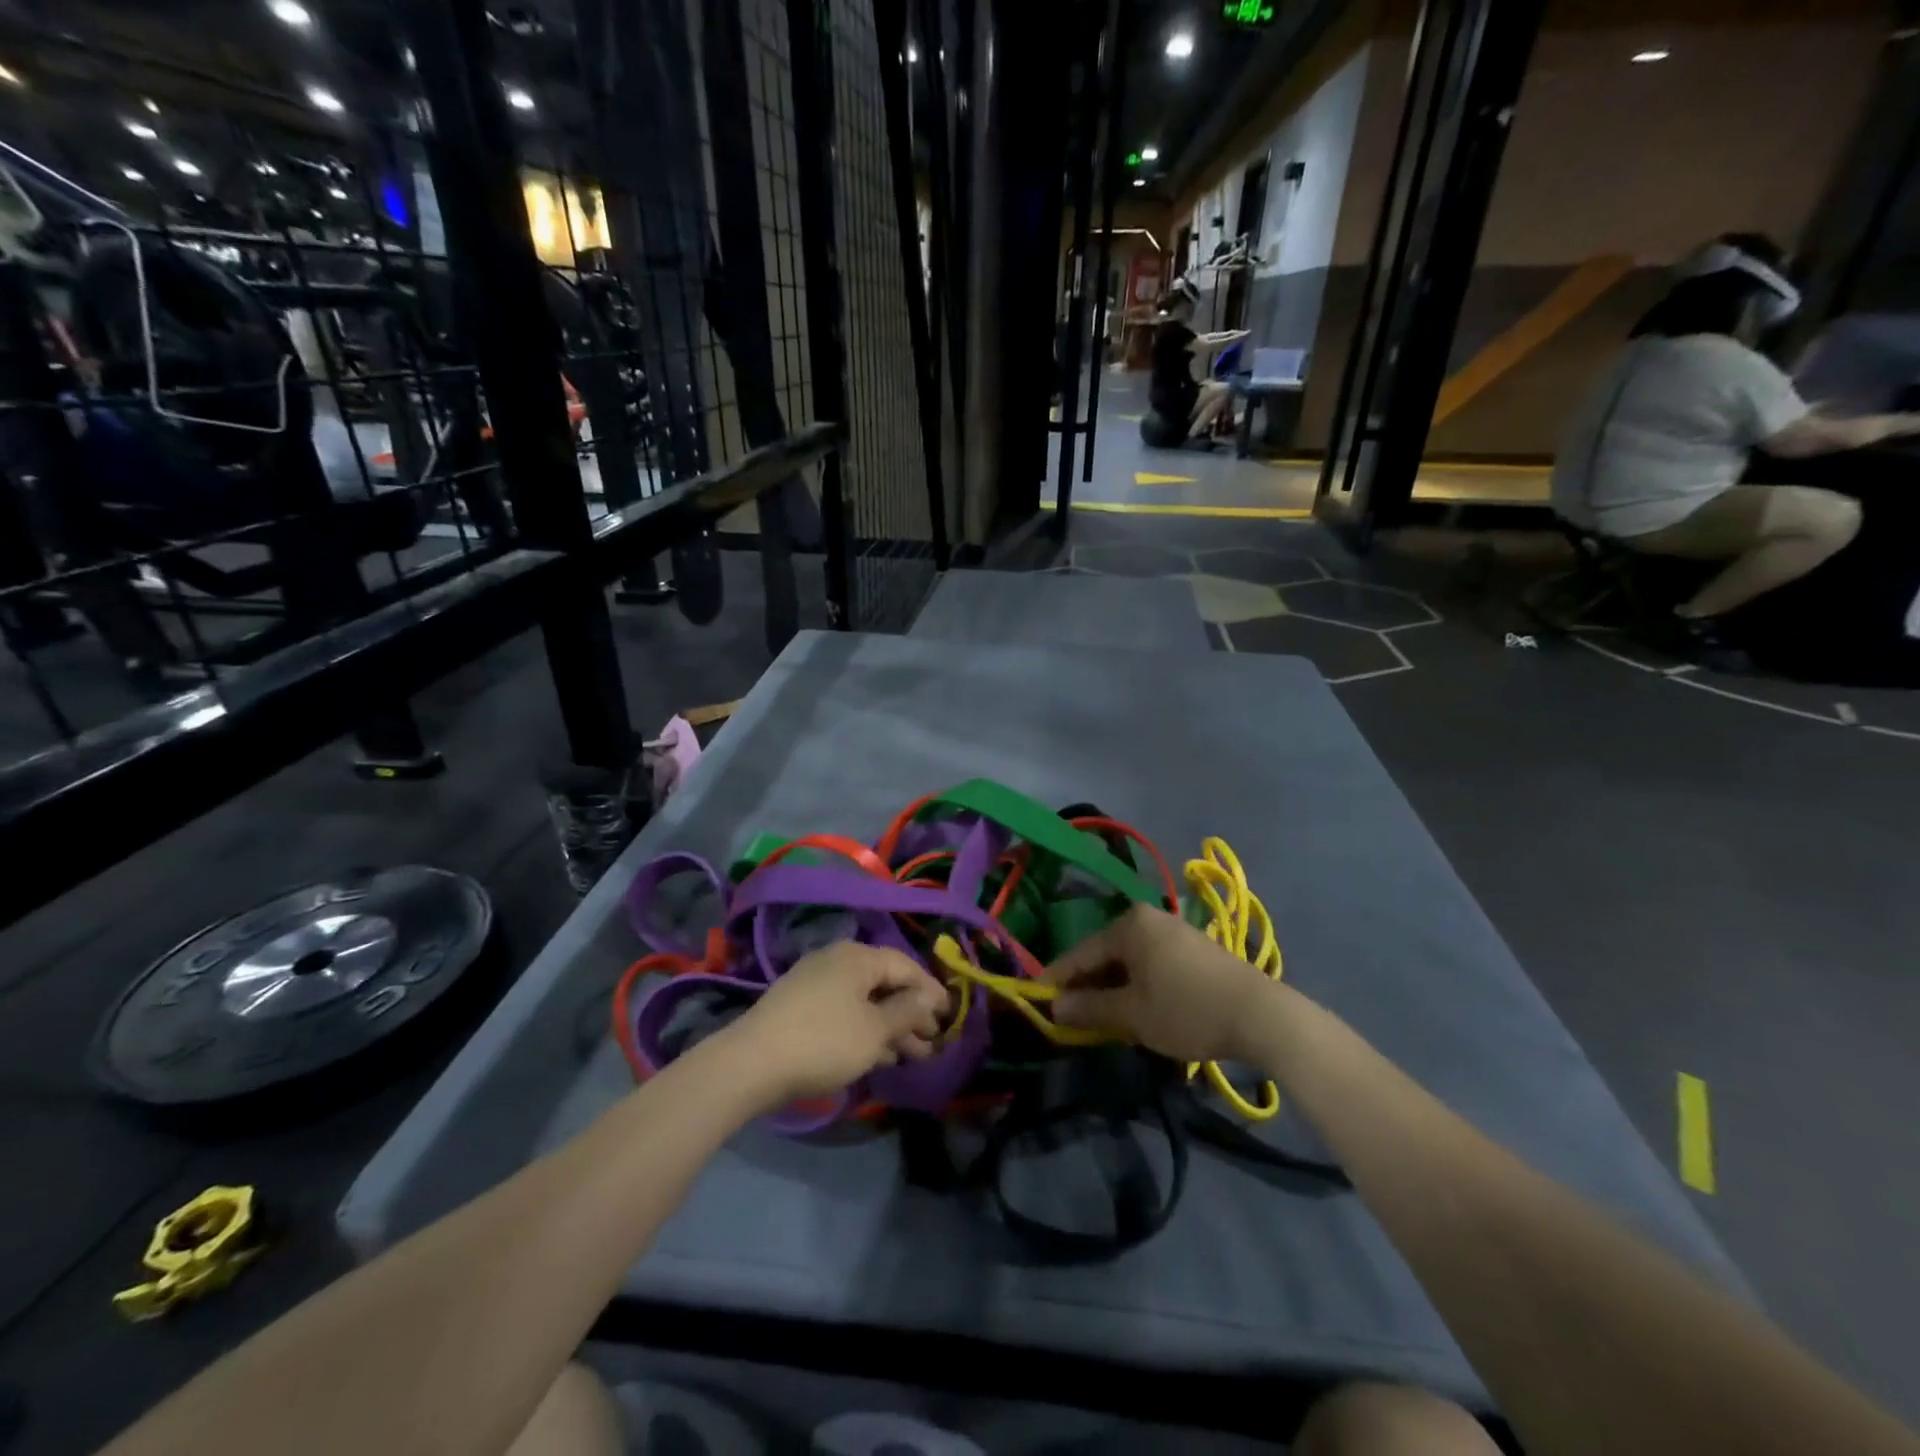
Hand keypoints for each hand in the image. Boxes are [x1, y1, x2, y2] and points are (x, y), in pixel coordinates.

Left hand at [717, 942, 949, 1105]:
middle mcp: (838, 960)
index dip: (931, 991)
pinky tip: (879, 1056)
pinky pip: (844, 1011)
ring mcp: (815, 982)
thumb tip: (930, 997)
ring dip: (890, 1026)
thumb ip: (907, 1012)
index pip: (906, 966)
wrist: (751, 1063)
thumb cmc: (824, 1041)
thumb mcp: (875, 1030)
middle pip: (885, 983)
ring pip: (865, 1000)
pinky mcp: (800, 1006)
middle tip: (933, 1043)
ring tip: (912, 1056)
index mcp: (859, 957)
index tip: (949, 1017)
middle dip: (911, 1014)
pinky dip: (865, 1029)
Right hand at [1042, 904, 1279, 1063]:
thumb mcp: (1133, 1015)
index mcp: (1129, 925)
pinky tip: (1135, 1008)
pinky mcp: (1193, 949)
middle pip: (1105, 954)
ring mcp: (1174, 931)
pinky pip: (1150, 963)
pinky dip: (1137, 984)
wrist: (1262, 1016)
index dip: (1058, 979)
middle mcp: (1149, 918)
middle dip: (1087, 985)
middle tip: (1070, 1016)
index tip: (1039, 1002)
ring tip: (1100, 1017)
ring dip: (1112, 987)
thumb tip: (1054, 1007)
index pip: (1081, 952)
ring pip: (1128, 960)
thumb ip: (1090, 1009)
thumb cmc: (1187, 1010)